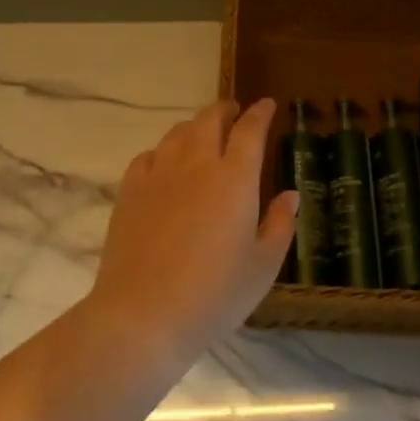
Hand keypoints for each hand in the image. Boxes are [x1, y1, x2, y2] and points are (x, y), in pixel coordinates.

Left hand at [92, 99, 298, 338]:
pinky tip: (165, 163)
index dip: (260, 113)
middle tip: (235, 112)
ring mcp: (158, 176)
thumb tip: (290, 195)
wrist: (143, 315)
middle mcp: (196, 165)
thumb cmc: (214, 295)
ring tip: (203, 134)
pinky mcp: (129, 192)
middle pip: (210, 120)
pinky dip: (163, 150)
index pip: (250, 130)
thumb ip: (280, 224)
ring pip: (178, 133)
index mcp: (235, 179)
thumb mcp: (263, 266)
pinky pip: (148, 156)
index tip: (267, 105)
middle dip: (225, 110)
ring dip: (195, 126)